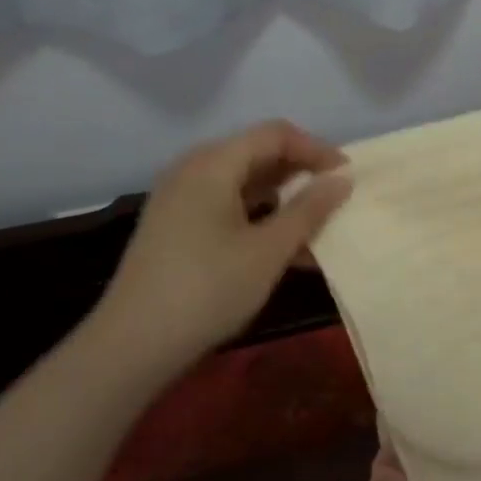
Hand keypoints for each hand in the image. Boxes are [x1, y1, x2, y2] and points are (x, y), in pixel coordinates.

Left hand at [84, 121, 352, 376]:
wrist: (132, 345)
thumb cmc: (208, 289)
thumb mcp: (269, 250)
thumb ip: (310, 209)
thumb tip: (342, 180)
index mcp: (213, 164)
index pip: (275, 134)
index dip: (316, 149)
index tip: (347, 177)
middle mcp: (193, 170)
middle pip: (257, 154)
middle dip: (301, 172)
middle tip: (335, 198)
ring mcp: (180, 199)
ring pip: (243, 182)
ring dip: (283, 198)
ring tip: (316, 226)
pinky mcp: (175, 226)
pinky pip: (227, 206)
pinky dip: (259, 217)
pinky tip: (285, 248)